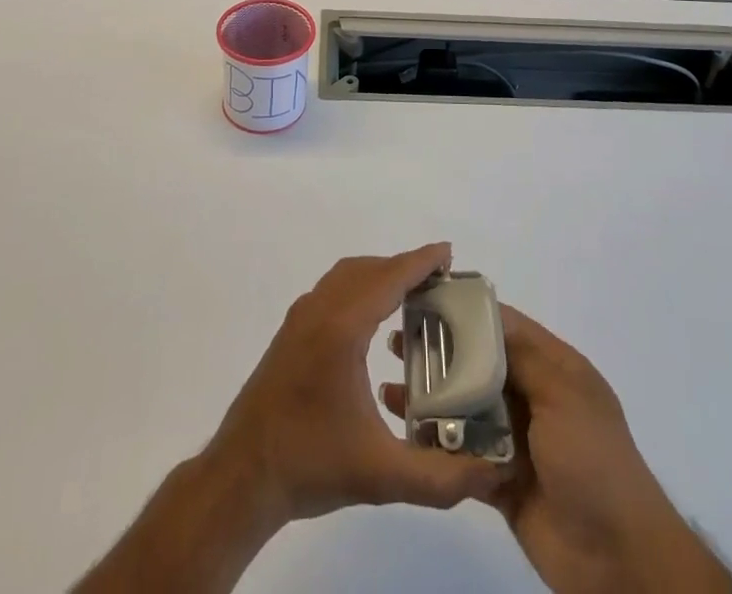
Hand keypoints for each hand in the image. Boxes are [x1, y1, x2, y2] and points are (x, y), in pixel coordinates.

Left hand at [209, 242, 506, 525]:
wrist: (242, 476)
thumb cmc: (310, 465)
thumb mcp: (381, 477)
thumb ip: (439, 477)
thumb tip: (489, 473)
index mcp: (342, 328)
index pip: (388, 278)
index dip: (420, 262)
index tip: (448, 253)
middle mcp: (320, 310)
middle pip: (369, 270)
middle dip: (404, 267)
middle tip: (439, 280)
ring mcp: (301, 318)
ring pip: (346, 276)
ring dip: (379, 274)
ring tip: (411, 294)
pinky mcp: (290, 332)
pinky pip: (332, 289)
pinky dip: (359, 286)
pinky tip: (371, 319)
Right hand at [384, 304, 731, 593]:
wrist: (619, 561)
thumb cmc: (594, 462)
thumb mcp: (563, 393)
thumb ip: (523, 355)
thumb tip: (485, 315)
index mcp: (554, 368)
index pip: (504, 327)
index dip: (466, 313)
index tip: (423, 300)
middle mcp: (534, 397)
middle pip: (479, 365)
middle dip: (440, 354)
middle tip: (395, 343)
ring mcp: (517, 441)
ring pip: (466, 410)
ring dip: (432, 399)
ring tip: (390, 388)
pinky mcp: (501, 483)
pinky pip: (463, 455)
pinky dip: (437, 445)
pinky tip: (405, 436)